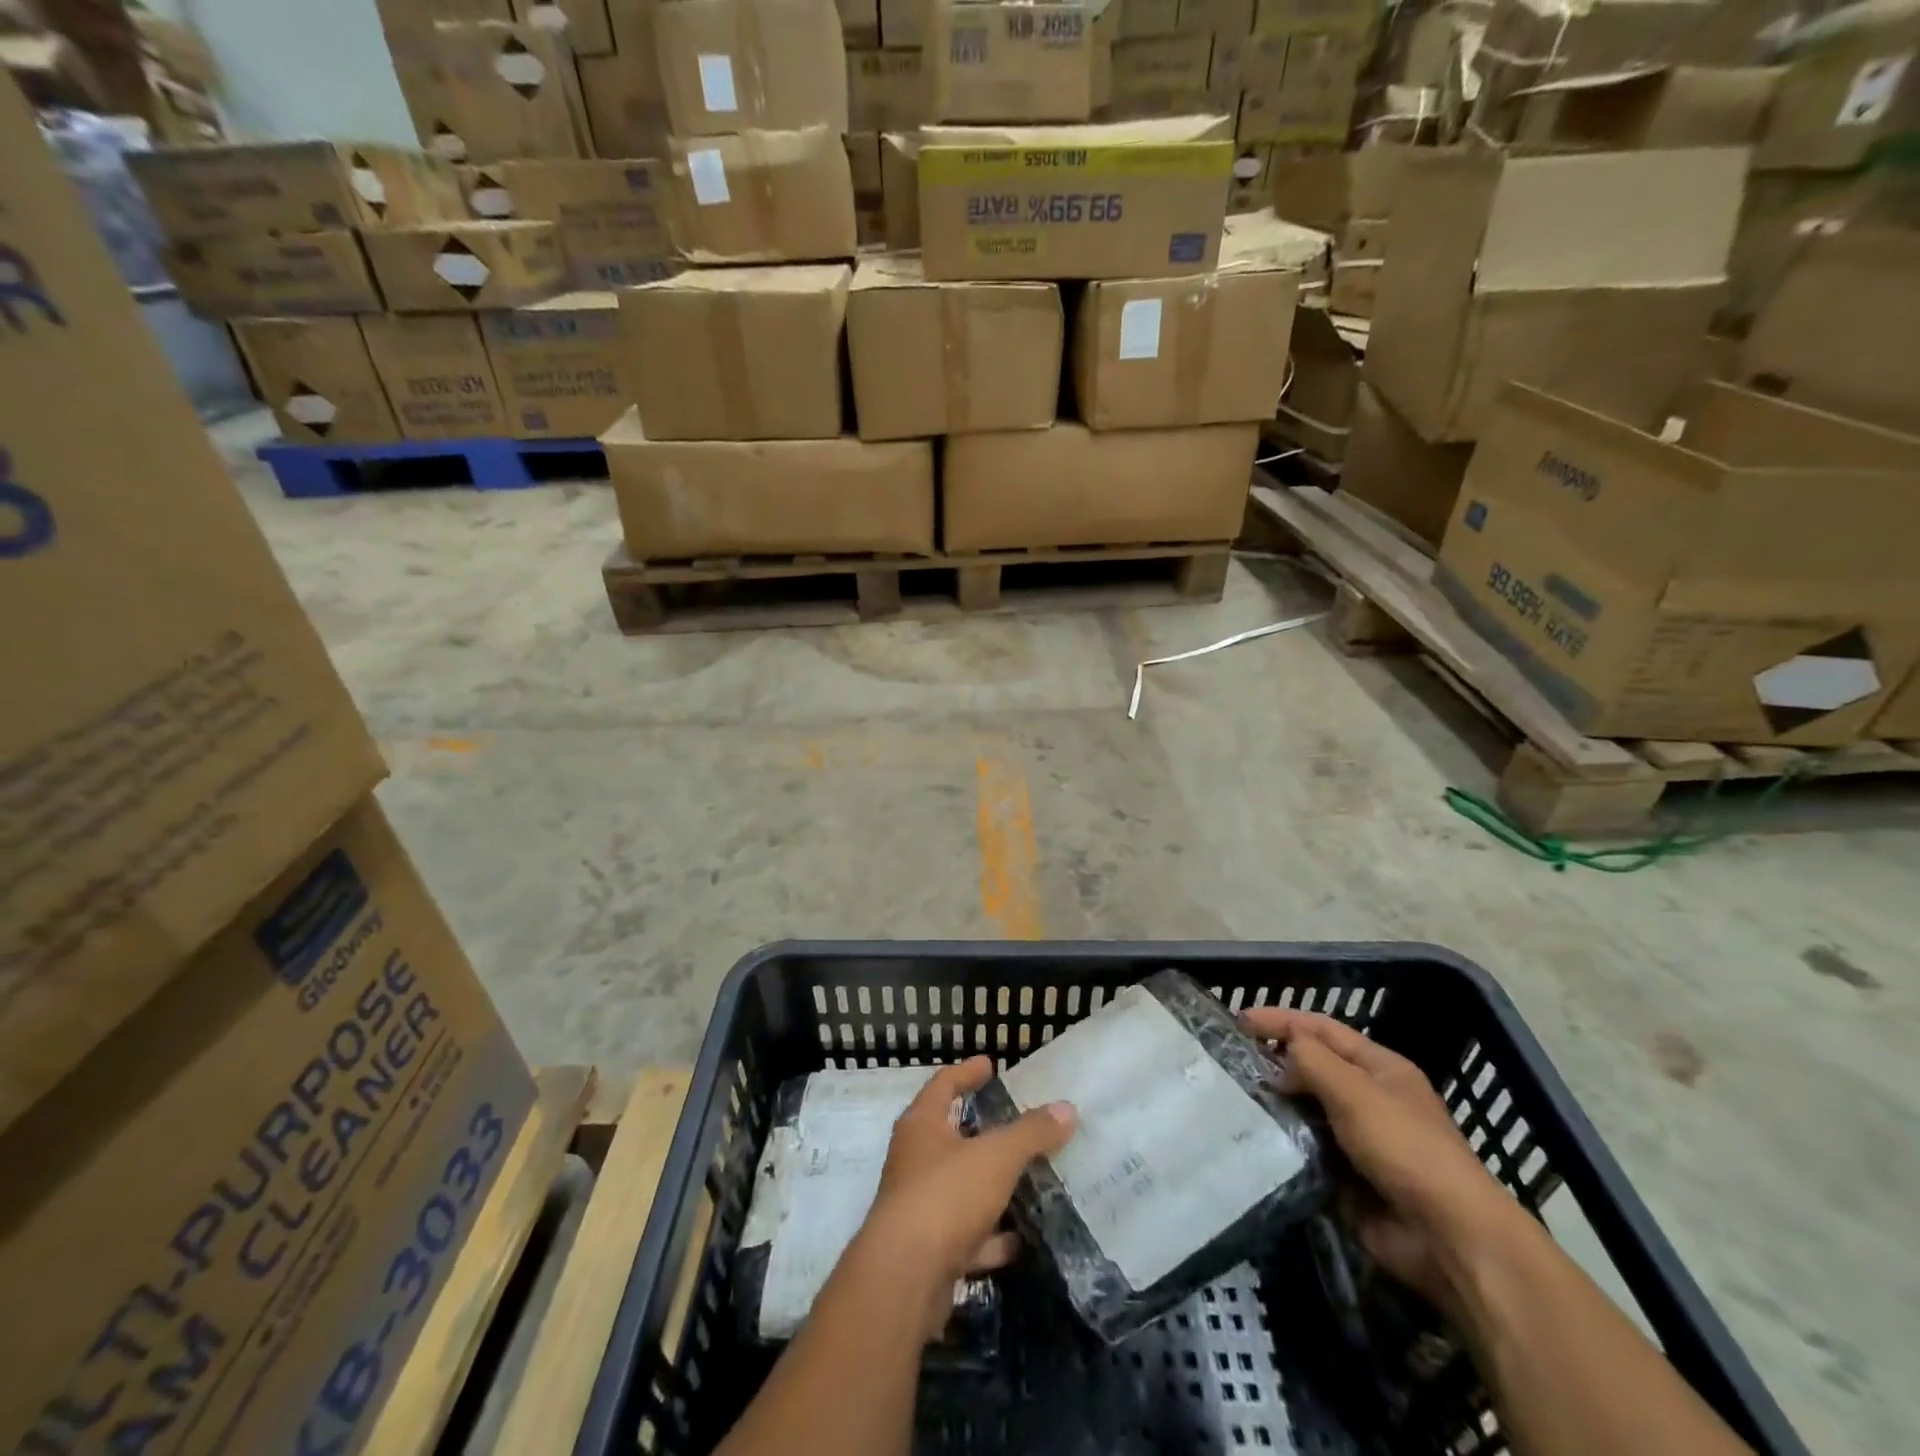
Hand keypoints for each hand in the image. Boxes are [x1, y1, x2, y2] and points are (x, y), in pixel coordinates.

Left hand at [857, 1056, 1075, 1336]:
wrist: (904, 1278)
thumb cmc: (946, 1195)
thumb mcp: (996, 1156)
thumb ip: (1031, 1133)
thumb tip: (1067, 1109)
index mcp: (922, 1125)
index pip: (943, 1084)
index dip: (967, 1072)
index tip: (990, 1064)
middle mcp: (915, 1160)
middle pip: (951, 1136)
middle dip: (983, 1130)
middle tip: (1017, 1122)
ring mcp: (920, 1206)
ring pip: (961, 1187)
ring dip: (991, 1186)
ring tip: (1030, 1179)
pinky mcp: (929, 1250)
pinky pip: (967, 1235)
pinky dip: (992, 1236)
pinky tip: (1022, 1240)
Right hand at [1241, 1009, 1528, 1313]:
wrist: (1449, 1240)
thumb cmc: (1406, 1149)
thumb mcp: (1356, 1091)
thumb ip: (1312, 1061)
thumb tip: (1281, 1054)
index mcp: (1380, 1068)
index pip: (1322, 1029)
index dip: (1280, 1020)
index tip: (1237, 1020)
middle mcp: (1369, 1099)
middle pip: (1313, 1069)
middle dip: (1274, 1063)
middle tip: (1229, 1062)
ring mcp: (1358, 1141)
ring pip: (1305, 1111)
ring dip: (1275, 1106)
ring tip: (1231, 1099)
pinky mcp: (1346, 1180)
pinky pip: (1305, 1152)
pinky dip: (1282, 1146)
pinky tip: (1251, 1141)